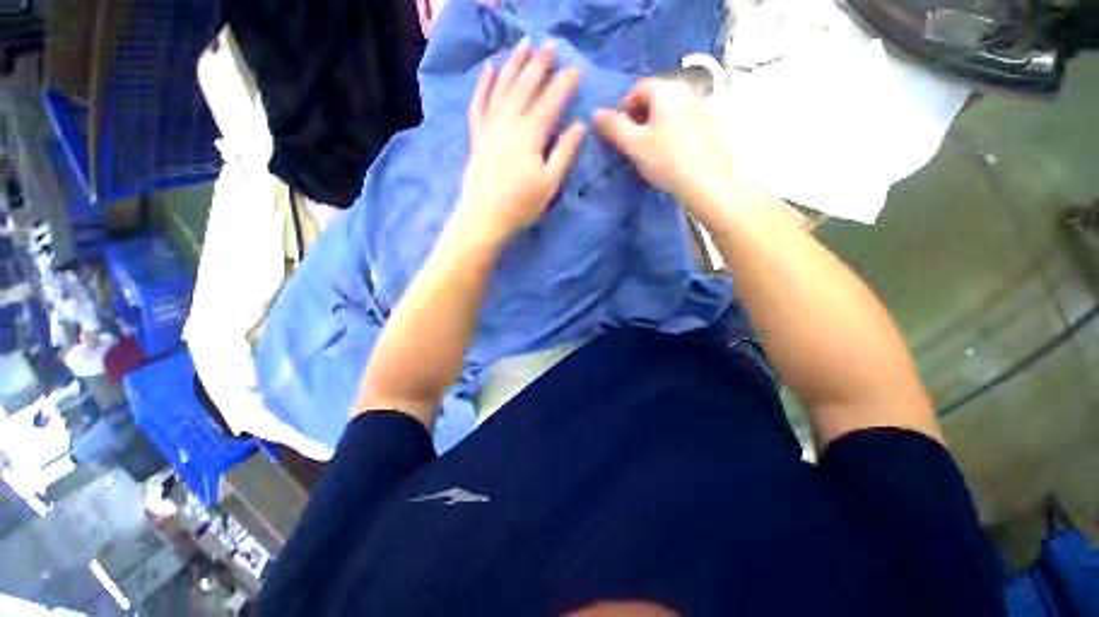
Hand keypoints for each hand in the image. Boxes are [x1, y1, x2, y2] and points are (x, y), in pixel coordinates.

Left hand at [454, 39, 585, 245]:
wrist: (484, 217)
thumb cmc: (521, 205)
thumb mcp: (550, 184)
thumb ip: (564, 153)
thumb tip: (579, 126)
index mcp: (530, 135)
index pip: (551, 101)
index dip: (564, 84)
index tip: (576, 70)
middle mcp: (509, 122)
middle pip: (525, 86)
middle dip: (540, 64)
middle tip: (551, 45)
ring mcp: (489, 126)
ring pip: (502, 86)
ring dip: (514, 63)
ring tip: (525, 44)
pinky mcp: (477, 134)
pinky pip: (479, 102)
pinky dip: (483, 84)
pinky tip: (489, 69)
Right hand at [594, 79, 738, 216]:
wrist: (710, 184)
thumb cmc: (667, 162)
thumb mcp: (634, 145)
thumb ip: (614, 127)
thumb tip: (595, 113)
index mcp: (668, 91)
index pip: (639, 88)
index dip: (623, 107)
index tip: (616, 130)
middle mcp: (688, 93)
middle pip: (656, 98)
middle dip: (638, 116)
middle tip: (629, 142)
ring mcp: (703, 109)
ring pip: (671, 112)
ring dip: (654, 125)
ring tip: (648, 151)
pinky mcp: (712, 128)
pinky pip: (684, 123)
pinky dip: (671, 133)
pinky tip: (669, 155)